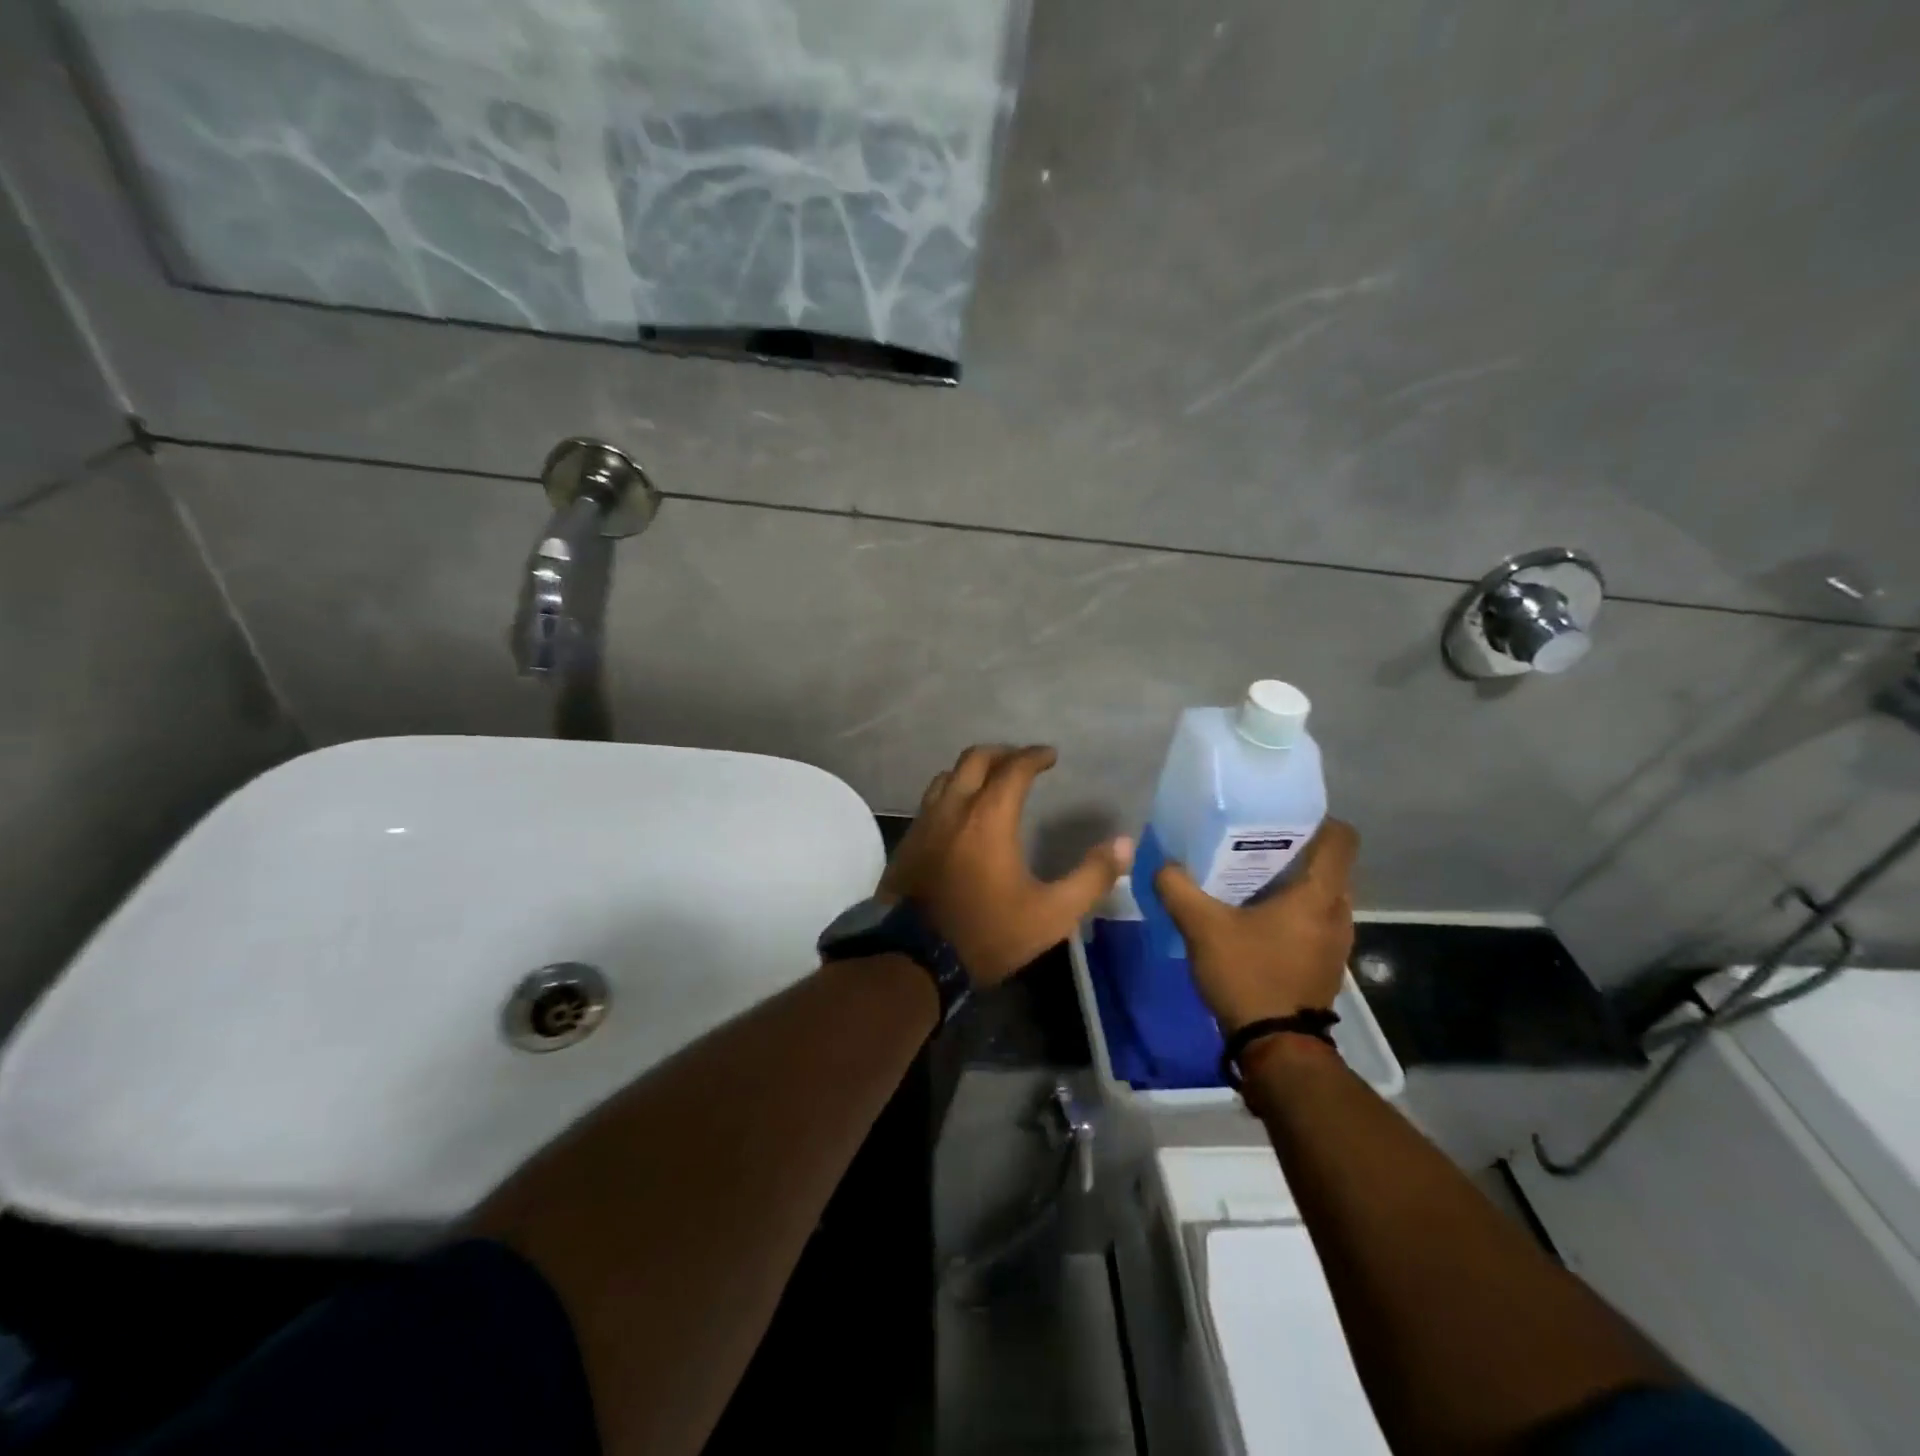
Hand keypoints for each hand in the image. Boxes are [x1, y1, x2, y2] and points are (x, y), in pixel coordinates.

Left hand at [881, 745, 1133, 988]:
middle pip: (974, 759)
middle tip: (1022, 761)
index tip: (1051, 756)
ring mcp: (924, 823)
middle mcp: (953, 808)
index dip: (1034, 756)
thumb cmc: (987, 933)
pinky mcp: (907, 842)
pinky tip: (960, 816)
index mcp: (988, 817)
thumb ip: (1091, 877)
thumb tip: (1124, 844)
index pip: (1013, 768)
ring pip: (946, 777)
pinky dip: (951, 794)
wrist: (914, 959)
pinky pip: (930, 802)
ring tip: (991, 783)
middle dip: (1002, 753)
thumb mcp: (1051, 914)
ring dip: (972, 771)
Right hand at [1153, 820, 1358, 1033]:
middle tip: (1251, 845)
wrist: (1276, 1047)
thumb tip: (1162, 864)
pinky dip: (1291, 912)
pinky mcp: (1326, 963)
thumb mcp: (1202, 926)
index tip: (1280, 817)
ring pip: (1319, 895)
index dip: (1317, 820)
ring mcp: (1336, 941)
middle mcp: (1338, 913)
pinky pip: (1314, 921)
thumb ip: (1178, 888)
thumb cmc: (1248, 974)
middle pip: (1327, 865)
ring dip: (1291, 885)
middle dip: (1293, 851)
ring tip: (1248, 880)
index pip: (1341, 839)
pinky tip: (1253, 919)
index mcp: (1318, 895)